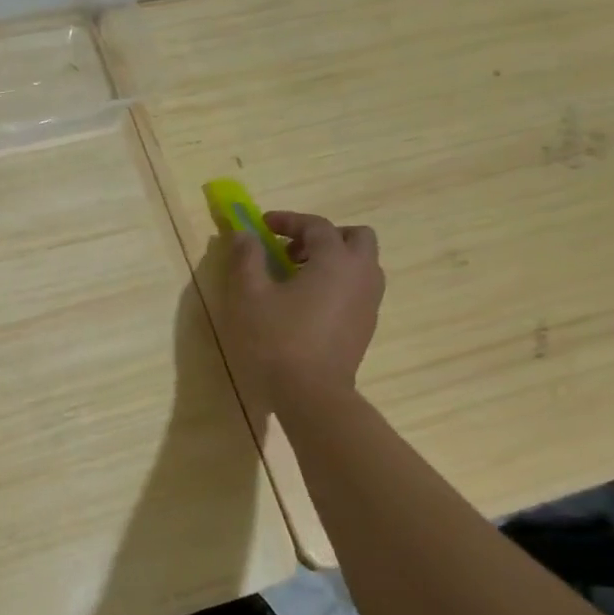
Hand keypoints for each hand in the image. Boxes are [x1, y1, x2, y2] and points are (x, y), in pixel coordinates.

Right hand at [220, 211, 384, 398]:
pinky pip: (358, 290)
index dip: (288, 220)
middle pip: (355, 238)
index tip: (262, 225)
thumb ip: (247, 258)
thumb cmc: (276, 339)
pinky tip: (307, 304)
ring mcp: (369, 302)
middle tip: (291, 250)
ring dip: (333, 260)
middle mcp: (361, 275)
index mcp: (336, 260)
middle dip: (323, 236)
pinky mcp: (366, 326)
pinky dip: (337, 284)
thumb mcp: (249, 294)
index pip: (317, 225)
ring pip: (361, 265)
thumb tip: (244, 235)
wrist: (311, 394)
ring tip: (298, 277)